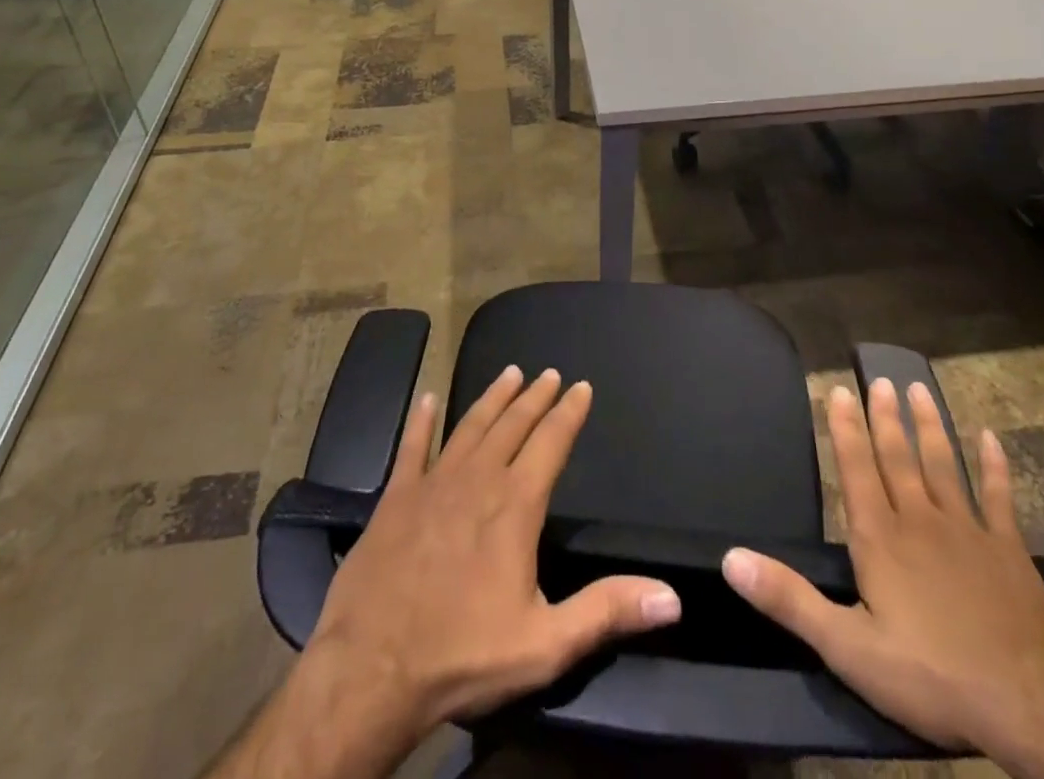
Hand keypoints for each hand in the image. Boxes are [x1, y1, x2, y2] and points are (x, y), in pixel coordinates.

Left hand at [308, 366, 681, 737]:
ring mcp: (433, 483)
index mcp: (515, 505)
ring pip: (469, 426)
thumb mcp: (545, 644)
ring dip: (491, 398)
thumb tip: (672, 597)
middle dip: (534, 397)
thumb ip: (607, 612)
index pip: (551, 443)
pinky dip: (420, 421)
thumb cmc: (463, 655)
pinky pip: (411, 447)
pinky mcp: (395, 497)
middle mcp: (478, 479)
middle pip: (512, 425)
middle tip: (548, 372)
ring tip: (509, 373)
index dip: (569, 413)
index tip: (581, 386)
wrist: (370, 670)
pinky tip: (425, 399)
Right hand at [721, 380, 1043, 771]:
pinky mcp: (1011, 552)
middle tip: (878, 378)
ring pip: (943, 465)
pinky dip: (995, 467)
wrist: (1034, 708)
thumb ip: (789, 599)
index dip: (845, 429)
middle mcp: (920, 520)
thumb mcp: (848, 648)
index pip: (856, 469)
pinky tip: (991, 439)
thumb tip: (730, 557)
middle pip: (898, 457)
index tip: (839, 390)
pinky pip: (1000, 498)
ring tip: (918, 388)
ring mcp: (969, 532)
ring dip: (929, 426)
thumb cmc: (933, 677)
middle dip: (885, 417)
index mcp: (880, 538)